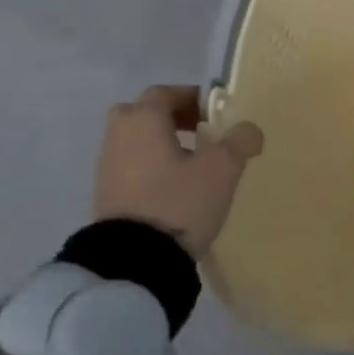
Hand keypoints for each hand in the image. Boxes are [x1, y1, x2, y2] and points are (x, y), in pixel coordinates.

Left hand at [92, 84, 262, 252]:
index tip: (217, 115)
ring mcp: (106, 167)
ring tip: (193, 165)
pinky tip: (175, 189)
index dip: (193, 98)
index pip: (165, 93)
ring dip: (162, 144)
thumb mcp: (222, 169)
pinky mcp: (105, 196)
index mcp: (143, 120)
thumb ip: (240, 141)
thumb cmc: (179, 201)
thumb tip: (248, 130)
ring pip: (135, 141)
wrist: (134, 261)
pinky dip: (151, 167)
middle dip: (171, 118)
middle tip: (201, 133)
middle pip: (142, 113)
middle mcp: (118, 136)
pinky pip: (130, 166)